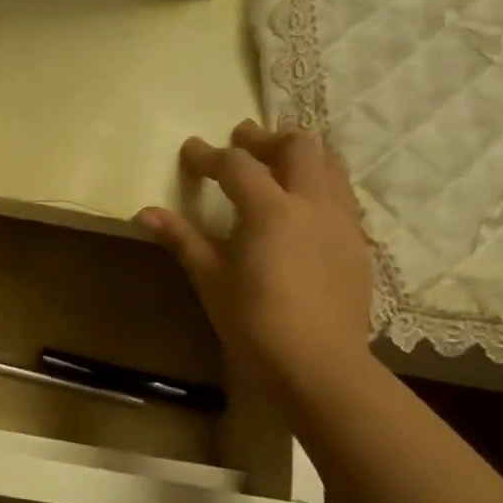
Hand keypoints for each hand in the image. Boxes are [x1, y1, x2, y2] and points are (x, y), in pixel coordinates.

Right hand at [136, 121, 374, 398]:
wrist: (320, 365)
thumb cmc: (255, 323)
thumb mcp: (211, 280)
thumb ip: (182, 239)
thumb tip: (144, 213)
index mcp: (272, 210)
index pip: (238, 165)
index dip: (210, 155)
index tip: (190, 150)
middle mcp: (313, 203)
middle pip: (298, 145)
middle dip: (266, 138)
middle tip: (242, 142)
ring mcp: (342, 222)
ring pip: (330, 164)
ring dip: (300, 155)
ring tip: (276, 164)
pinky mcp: (359, 243)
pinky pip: (342, 194)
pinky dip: (320, 183)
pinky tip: (303, 206)